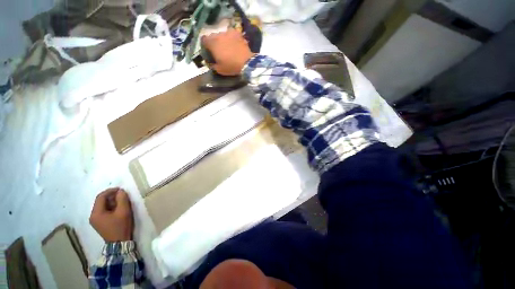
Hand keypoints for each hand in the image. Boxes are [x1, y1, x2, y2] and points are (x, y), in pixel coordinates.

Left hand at [89, 188, 133, 241]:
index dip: (111, 191)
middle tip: (123, 195)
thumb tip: (121, 191)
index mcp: (96, 213)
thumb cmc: (121, 226)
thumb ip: (122, 199)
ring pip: (102, 206)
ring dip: (112, 201)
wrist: (119, 242)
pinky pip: (104, 211)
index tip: (121, 189)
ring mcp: (95, 220)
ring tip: (122, 201)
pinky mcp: (100, 223)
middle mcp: (93, 215)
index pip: (101, 197)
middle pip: (101, 201)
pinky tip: (119, 208)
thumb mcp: (124, 211)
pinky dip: (111, 207)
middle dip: (112, 196)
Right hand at [201, 29, 254, 75]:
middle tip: (219, 51)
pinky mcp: (237, 33)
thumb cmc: (231, 66)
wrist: (246, 62)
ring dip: (223, 40)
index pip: (203, 40)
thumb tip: (211, 63)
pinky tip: (235, 44)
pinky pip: (231, 34)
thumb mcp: (219, 70)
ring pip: (222, 35)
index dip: (205, 45)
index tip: (209, 51)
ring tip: (228, 48)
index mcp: (212, 43)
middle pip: (213, 36)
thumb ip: (213, 65)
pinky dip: (231, 38)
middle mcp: (219, 35)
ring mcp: (228, 32)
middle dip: (215, 42)